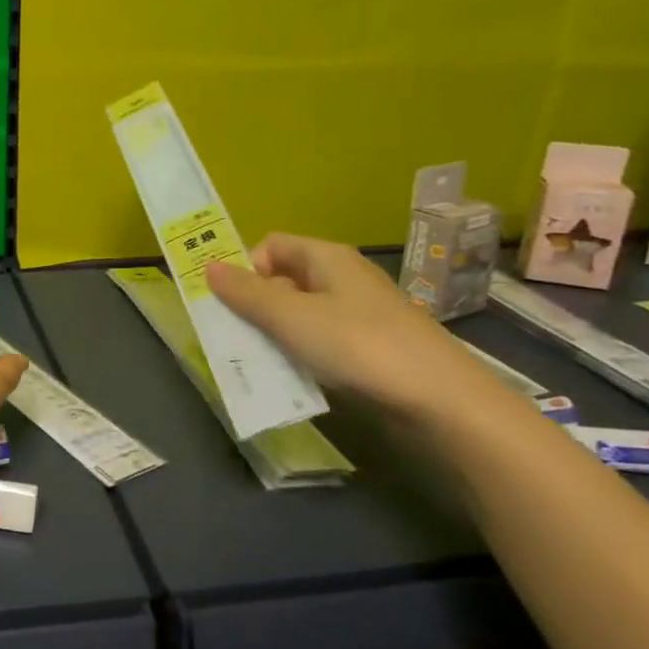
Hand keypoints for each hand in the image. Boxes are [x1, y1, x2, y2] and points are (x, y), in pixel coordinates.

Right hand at [205, 233, 489, 416]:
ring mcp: (358, 316)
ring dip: (274, 334)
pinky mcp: (368, 351)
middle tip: (233, 336)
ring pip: (300, 315)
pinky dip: (300, 356)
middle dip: (254, 304)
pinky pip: (320, 344)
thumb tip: (207, 266)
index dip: (245, 266)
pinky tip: (292, 379)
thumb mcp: (292, 317)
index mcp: (327, 259)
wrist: (441, 403)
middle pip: (283, 280)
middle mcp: (343, 280)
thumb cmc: (359, 346)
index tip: (229, 301)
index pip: (271, 246)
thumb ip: (247, 294)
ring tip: (256, 362)